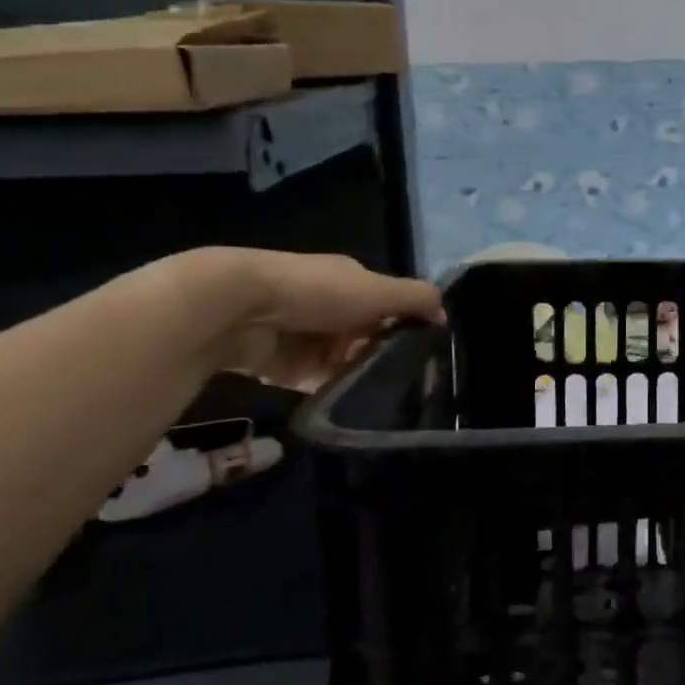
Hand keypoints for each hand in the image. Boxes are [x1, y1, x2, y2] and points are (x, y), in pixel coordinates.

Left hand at [175, 248, 443, 391]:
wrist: (240, 310)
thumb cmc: (318, 292)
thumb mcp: (378, 290)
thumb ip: (416, 298)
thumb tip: (444, 314)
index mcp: (351, 282)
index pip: (388, 304)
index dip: (407, 323)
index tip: (425, 349)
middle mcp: (330, 307)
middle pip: (368, 336)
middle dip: (383, 354)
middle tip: (406, 379)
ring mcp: (306, 338)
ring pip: (345, 362)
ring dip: (359, 375)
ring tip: (383, 396)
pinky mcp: (284, 368)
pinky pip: (317, 383)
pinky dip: (331, 391)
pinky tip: (350, 402)